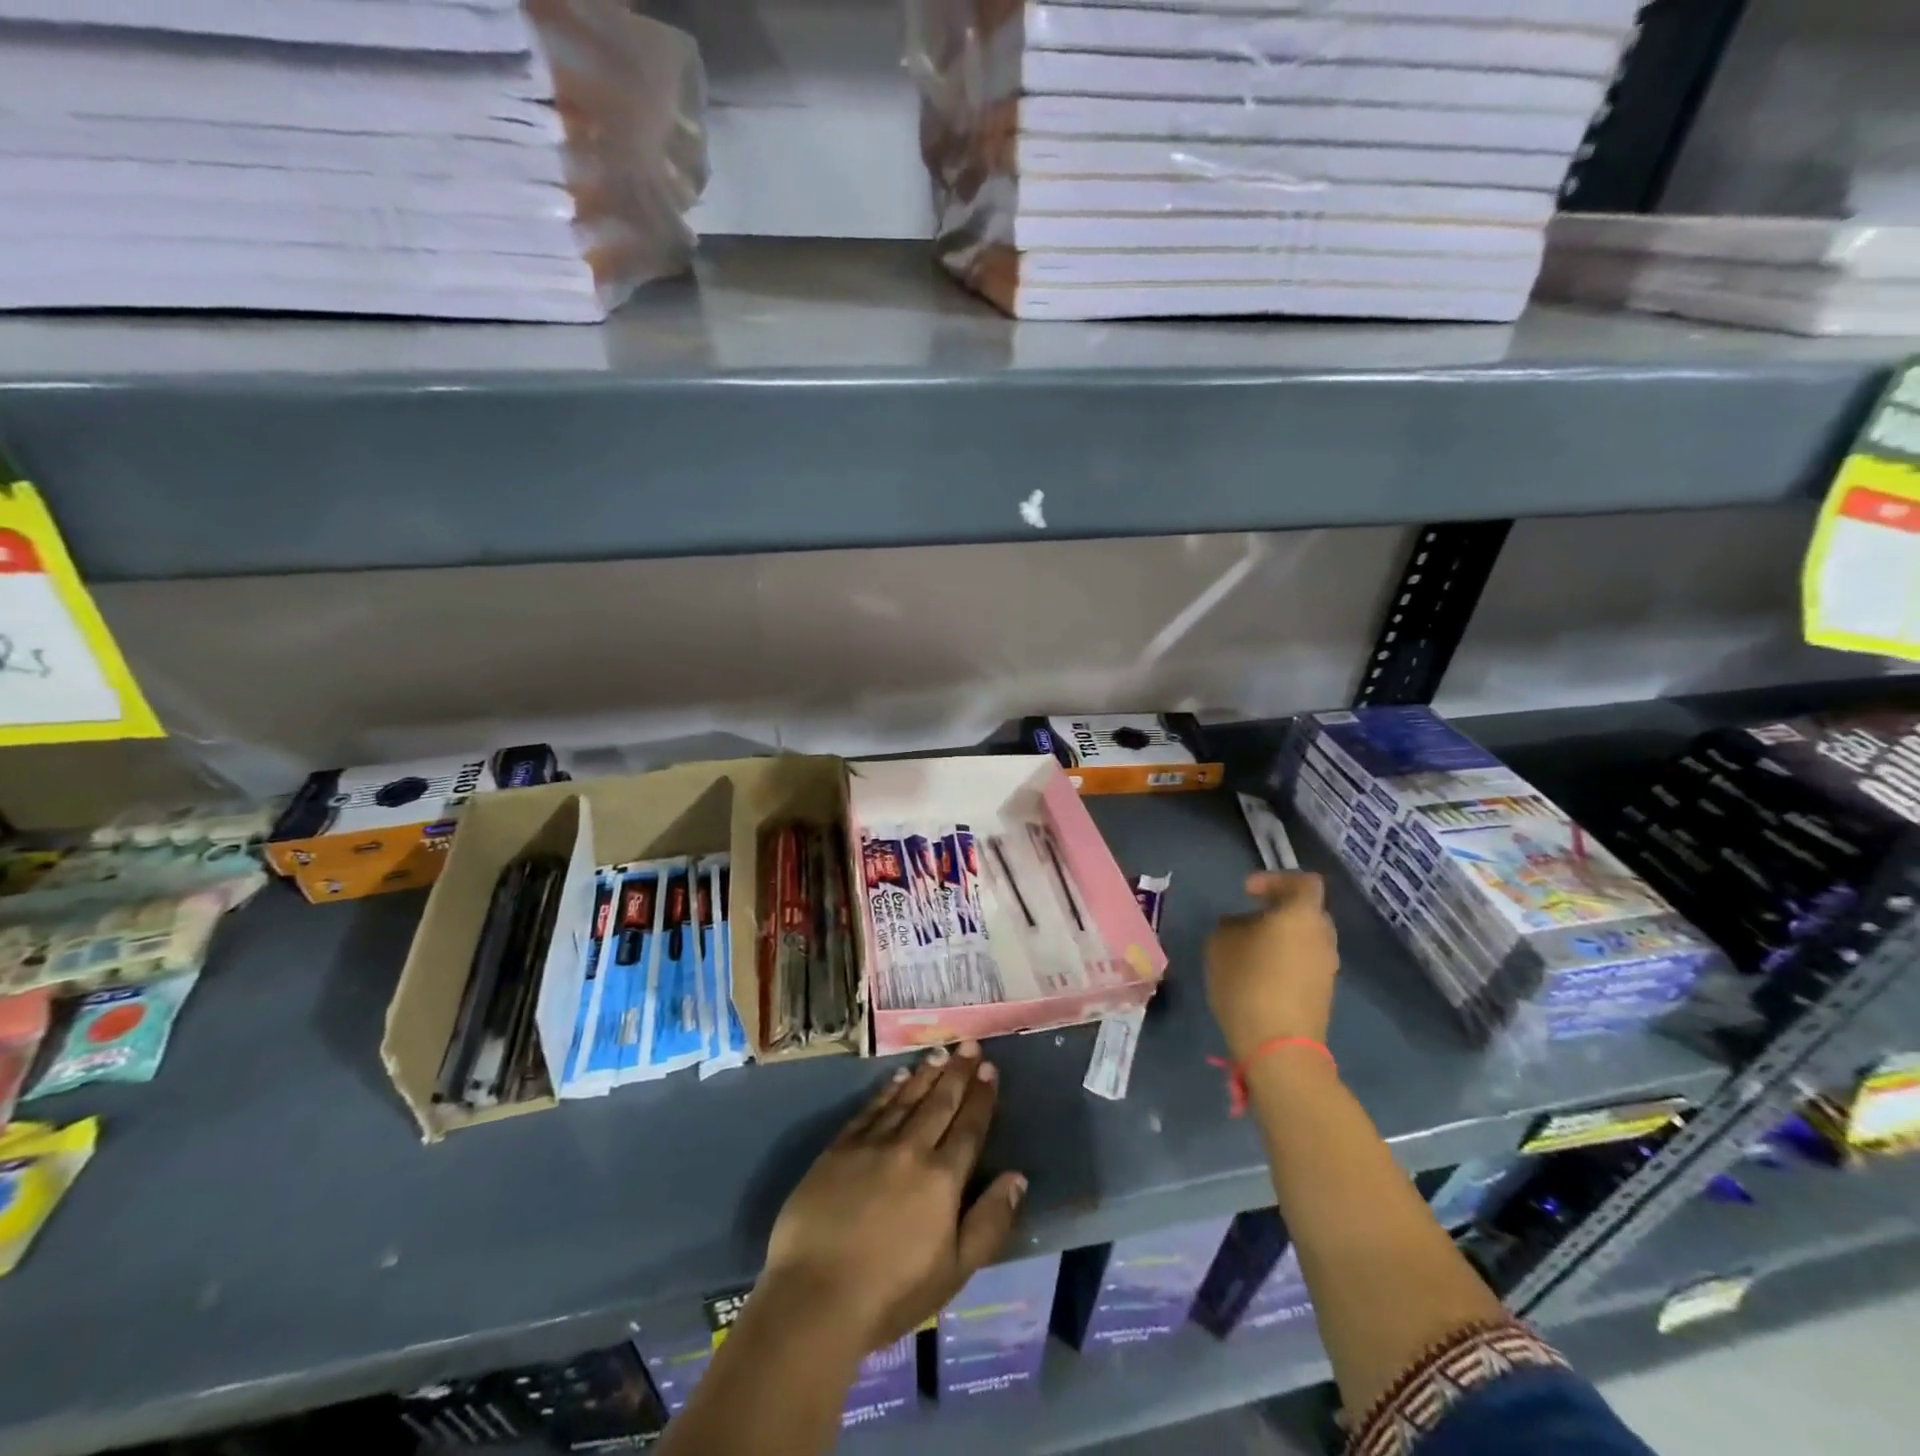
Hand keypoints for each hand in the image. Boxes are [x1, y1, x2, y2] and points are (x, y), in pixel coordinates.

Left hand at [761, 1042, 1026, 1353]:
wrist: (815, 1297)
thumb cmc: (891, 1294)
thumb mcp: (955, 1271)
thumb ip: (989, 1221)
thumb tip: (1017, 1177)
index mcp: (942, 1179)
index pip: (969, 1127)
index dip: (981, 1096)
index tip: (989, 1068)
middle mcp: (911, 1149)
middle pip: (940, 1103)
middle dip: (957, 1072)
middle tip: (969, 1044)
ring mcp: (872, 1144)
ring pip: (907, 1098)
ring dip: (926, 1074)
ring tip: (940, 1053)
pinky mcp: (839, 1148)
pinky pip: (871, 1108)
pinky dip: (888, 1090)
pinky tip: (898, 1077)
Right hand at [1206, 871, 1338, 1060]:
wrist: (1279, 1047)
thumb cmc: (1248, 982)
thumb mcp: (1221, 944)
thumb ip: (1232, 925)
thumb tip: (1241, 926)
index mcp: (1302, 914)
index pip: (1303, 882)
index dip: (1274, 880)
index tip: (1246, 892)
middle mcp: (1323, 936)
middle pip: (1306, 911)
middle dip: (1279, 910)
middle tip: (1248, 918)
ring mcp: (1328, 967)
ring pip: (1306, 939)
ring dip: (1282, 938)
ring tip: (1250, 950)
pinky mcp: (1324, 994)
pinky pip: (1306, 963)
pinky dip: (1286, 961)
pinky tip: (1260, 975)